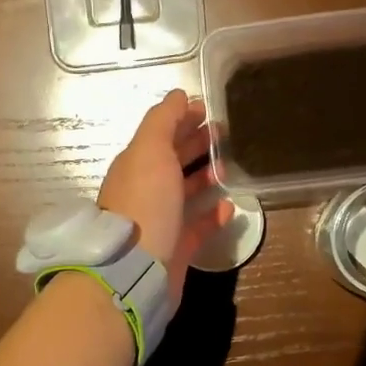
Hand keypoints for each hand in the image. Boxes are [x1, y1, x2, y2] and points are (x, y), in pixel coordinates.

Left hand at [99, 90, 232, 305]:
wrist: (135, 269)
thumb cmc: (144, 203)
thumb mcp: (150, 150)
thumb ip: (163, 120)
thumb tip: (179, 95)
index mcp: (136, 164)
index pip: (160, 133)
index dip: (182, 118)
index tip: (208, 109)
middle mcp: (145, 190)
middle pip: (172, 160)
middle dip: (196, 143)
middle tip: (226, 133)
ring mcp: (160, 220)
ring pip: (185, 192)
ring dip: (205, 177)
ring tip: (230, 166)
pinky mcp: (175, 248)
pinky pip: (197, 226)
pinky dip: (212, 215)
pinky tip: (230, 207)